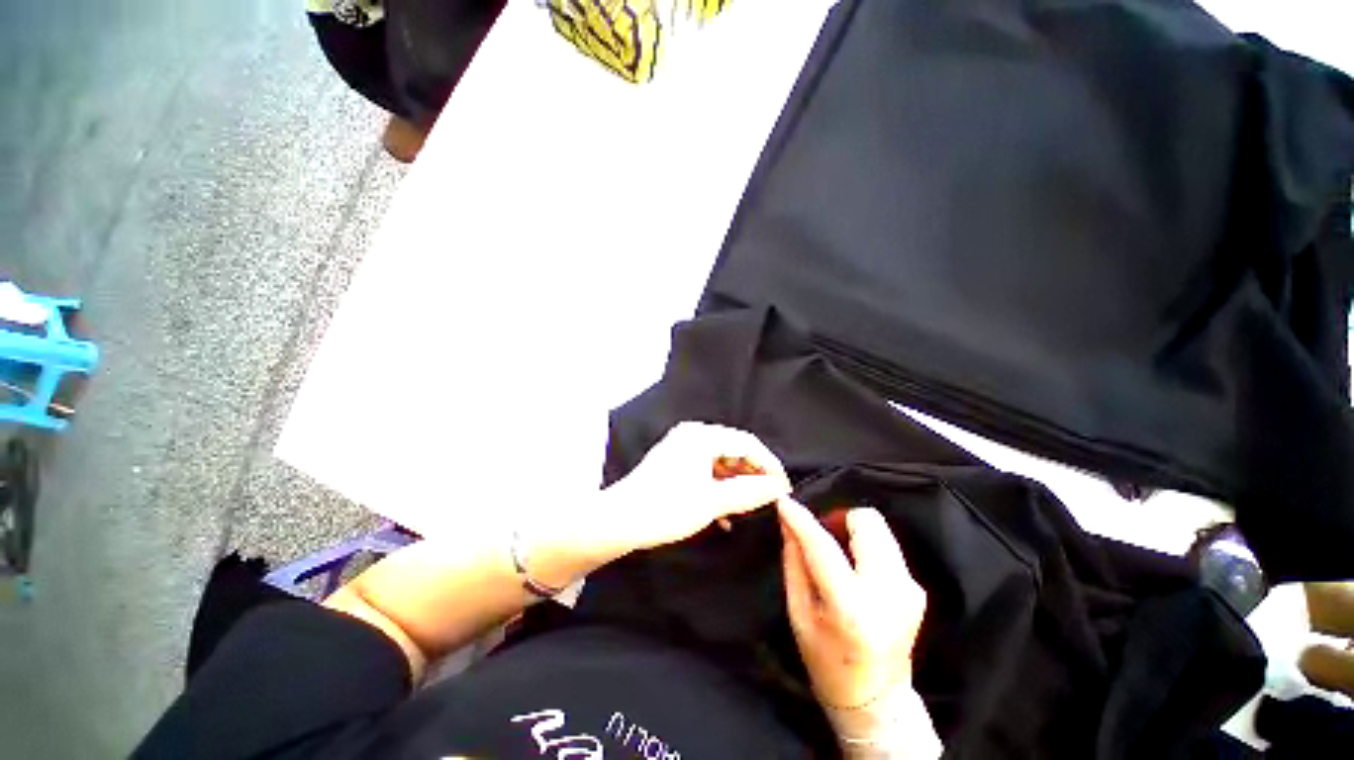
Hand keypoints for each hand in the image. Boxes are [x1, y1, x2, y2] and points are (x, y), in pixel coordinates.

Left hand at [593, 422, 792, 556]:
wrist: (619, 521)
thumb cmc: (666, 508)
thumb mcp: (712, 501)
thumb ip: (749, 492)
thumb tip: (777, 487)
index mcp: (701, 436)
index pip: (747, 443)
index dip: (769, 465)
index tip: (784, 488)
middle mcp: (692, 435)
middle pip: (734, 450)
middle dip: (753, 475)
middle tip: (769, 498)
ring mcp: (681, 447)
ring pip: (720, 462)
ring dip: (736, 484)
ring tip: (750, 507)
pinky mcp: (675, 462)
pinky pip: (705, 470)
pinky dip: (718, 488)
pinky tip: (725, 513)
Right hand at [778, 498, 926, 710]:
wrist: (877, 700)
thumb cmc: (827, 661)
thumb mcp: (799, 614)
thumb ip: (794, 562)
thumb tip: (788, 523)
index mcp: (852, 607)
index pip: (822, 546)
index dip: (800, 518)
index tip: (784, 501)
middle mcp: (888, 593)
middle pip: (867, 521)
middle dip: (839, 518)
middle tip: (822, 534)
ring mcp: (909, 589)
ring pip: (879, 528)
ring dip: (853, 531)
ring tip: (838, 553)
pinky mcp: (917, 588)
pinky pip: (886, 546)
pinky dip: (866, 546)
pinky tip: (855, 569)